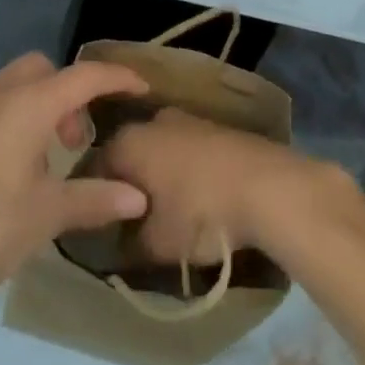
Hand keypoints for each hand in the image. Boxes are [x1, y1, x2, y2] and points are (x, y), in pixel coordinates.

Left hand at [0, 53, 151, 318]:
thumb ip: (95, 198)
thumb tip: (138, 197)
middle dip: (71, 92)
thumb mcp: (48, 215)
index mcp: (28, 105)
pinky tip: (15, 168)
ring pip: (17, 84)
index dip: (116, 77)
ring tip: (50, 157)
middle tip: (79, 140)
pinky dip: (16, 117)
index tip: (141, 87)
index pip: (83, 76)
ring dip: (42, 104)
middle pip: (45, 69)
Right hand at [95, 107, 337, 264]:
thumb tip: (119, 244)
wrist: (267, 186)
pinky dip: (187, 172)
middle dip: (131, 185)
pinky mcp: (216, 127)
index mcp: (128, 141)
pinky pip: (188, 150)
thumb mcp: (156, 244)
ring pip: (161, 150)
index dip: (99, 199)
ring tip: (170, 213)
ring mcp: (187, 119)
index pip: (97, 168)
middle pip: (130, 155)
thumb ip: (129, 245)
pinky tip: (199, 199)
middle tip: (136, 222)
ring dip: (161, 177)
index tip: (104, 227)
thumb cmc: (201, 212)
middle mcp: (152, 120)